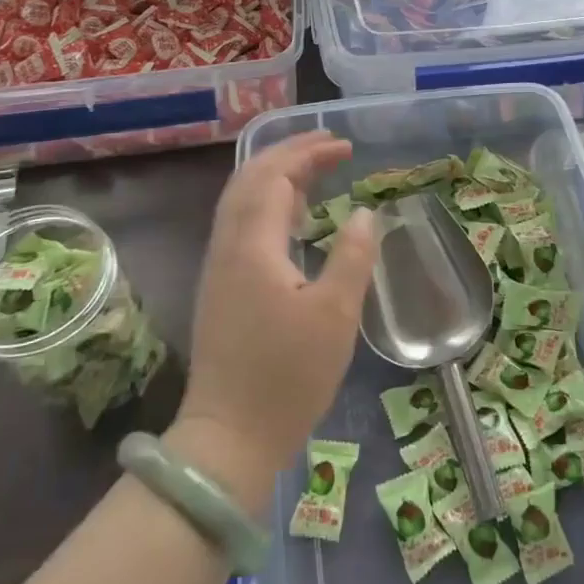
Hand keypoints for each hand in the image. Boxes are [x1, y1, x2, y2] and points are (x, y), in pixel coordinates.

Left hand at [169, 131, 379, 507]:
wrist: (229, 437)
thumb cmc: (287, 376)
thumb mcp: (335, 314)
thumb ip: (352, 255)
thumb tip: (363, 213)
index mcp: (252, 246)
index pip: (273, 177)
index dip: (307, 153)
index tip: (345, 146)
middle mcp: (227, 247)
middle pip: (249, 180)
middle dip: (288, 155)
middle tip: (330, 147)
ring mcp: (219, 268)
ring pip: (241, 202)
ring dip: (276, 177)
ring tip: (316, 173)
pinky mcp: (221, 289)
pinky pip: (242, 225)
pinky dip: (268, 204)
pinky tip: (293, 219)